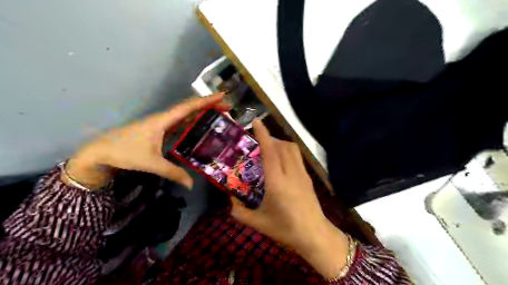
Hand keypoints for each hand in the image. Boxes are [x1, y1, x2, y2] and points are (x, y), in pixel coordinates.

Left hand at [63, 93, 224, 191]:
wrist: (100, 152)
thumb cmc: (124, 153)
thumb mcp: (151, 163)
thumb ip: (173, 173)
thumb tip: (191, 185)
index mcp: (163, 120)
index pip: (189, 107)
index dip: (206, 101)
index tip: (222, 96)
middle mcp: (164, 118)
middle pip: (190, 108)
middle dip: (209, 105)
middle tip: (227, 108)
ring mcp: (161, 124)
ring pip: (185, 114)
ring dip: (201, 113)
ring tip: (217, 115)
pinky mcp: (158, 130)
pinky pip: (180, 123)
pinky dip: (192, 122)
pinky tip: (199, 127)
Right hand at [232, 120, 351, 277]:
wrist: (315, 236)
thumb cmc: (286, 230)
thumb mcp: (258, 223)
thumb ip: (239, 212)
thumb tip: (230, 200)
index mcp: (277, 183)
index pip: (270, 151)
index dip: (263, 134)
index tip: (256, 122)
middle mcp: (291, 173)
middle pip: (282, 146)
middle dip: (269, 138)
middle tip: (257, 142)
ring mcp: (302, 174)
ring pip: (292, 149)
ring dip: (279, 143)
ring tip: (268, 150)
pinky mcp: (308, 178)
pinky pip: (297, 157)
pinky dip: (287, 151)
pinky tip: (280, 162)